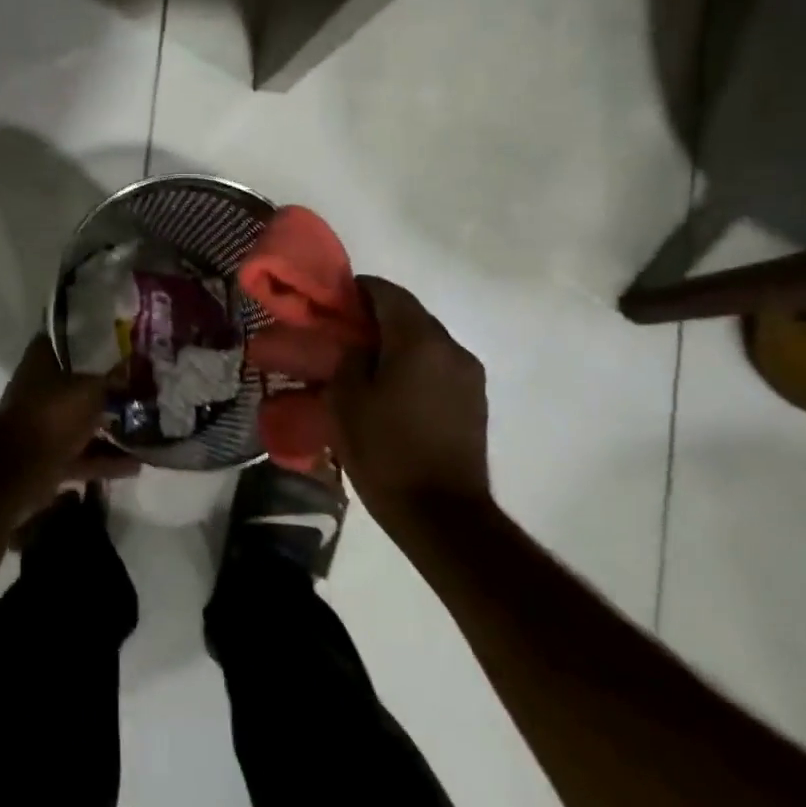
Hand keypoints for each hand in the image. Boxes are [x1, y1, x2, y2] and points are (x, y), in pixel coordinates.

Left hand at [0, 335, 139, 511]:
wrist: (21, 468)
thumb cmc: (54, 414)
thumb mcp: (91, 390)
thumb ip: (112, 381)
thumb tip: (130, 369)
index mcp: (39, 364)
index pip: (60, 341)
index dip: (84, 339)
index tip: (112, 342)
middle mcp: (38, 391)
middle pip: (76, 386)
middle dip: (105, 390)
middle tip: (137, 389)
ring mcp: (44, 426)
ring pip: (81, 423)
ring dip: (109, 429)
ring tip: (145, 430)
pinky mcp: (51, 458)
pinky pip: (84, 455)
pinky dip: (107, 460)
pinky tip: (137, 465)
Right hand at [328, 277, 490, 522]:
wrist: (442, 516)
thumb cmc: (386, 451)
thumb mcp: (346, 400)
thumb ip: (348, 358)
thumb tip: (356, 346)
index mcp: (420, 340)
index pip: (387, 292)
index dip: (356, 290)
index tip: (331, 303)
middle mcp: (452, 348)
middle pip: (409, 315)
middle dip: (375, 318)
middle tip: (341, 335)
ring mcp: (469, 376)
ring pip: (425, 342)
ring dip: (395, 344)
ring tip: (364, 366)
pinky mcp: (474, 402)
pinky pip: (437, 368)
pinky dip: (413, 367)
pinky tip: (390, 391)